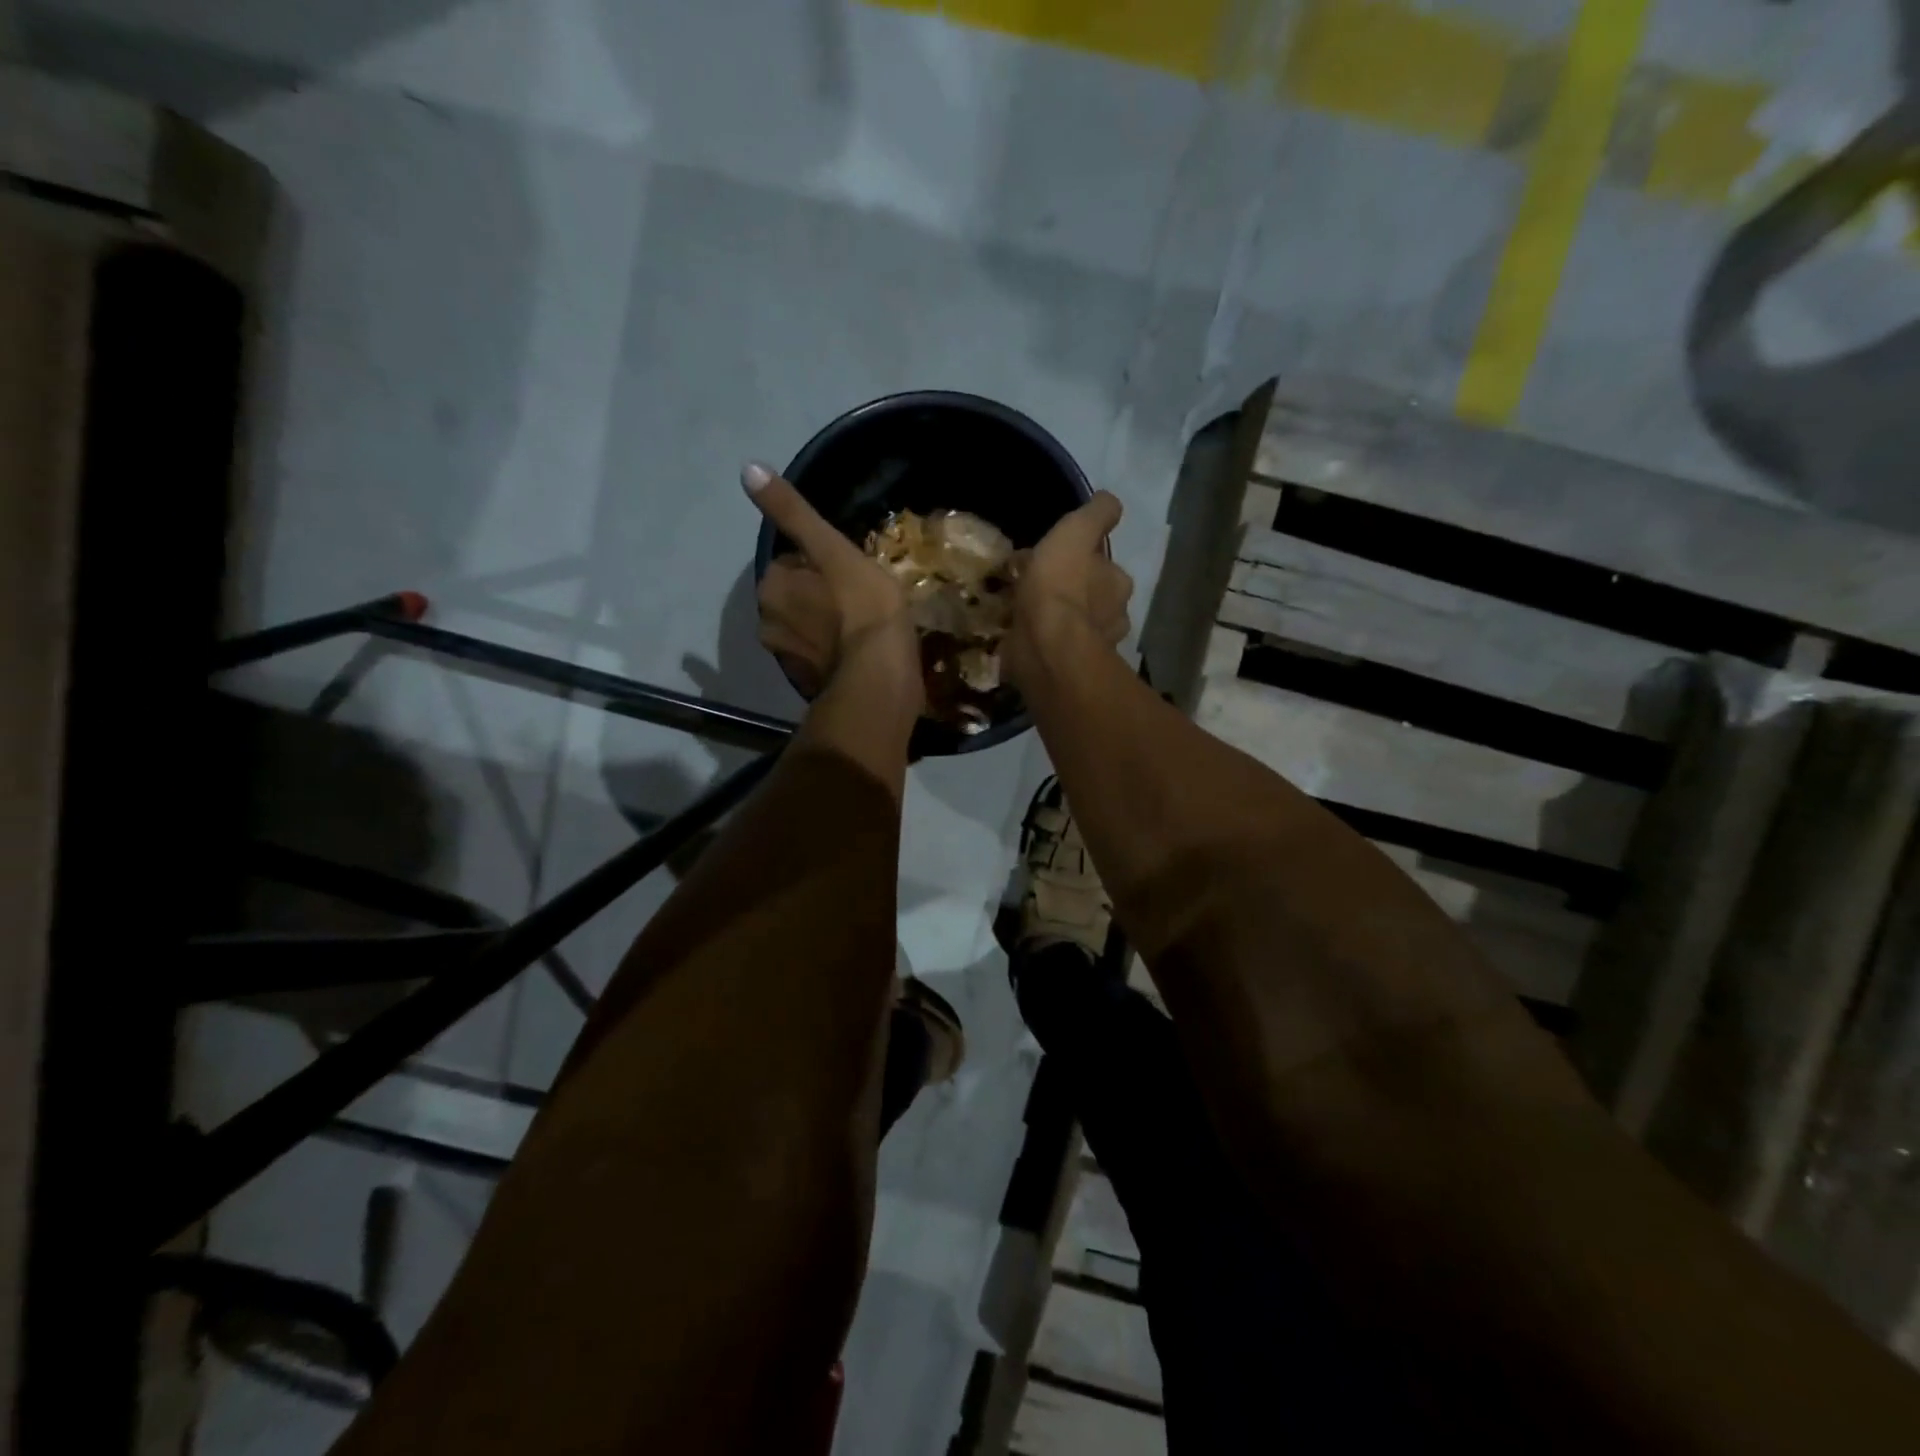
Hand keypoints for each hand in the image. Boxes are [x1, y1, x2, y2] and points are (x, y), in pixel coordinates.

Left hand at [744, 462, 922, 709]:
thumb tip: (747, 468)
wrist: (880, 679)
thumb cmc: (862, 607)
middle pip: (794, 598)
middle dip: (818, 597)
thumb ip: (792, 512)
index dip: (821, 564)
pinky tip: (860, 654)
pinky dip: (834, 655)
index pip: (790, 564)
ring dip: (826, 627)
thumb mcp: (832, 548)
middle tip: (858, 599)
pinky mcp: (810, 685)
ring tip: (861, 627)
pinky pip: (820, 659)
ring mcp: (788, 659)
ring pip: (806, 629)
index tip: (849, 571)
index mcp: (771, 587)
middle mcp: (768, 624)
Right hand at [1003, 491, 1132, 689]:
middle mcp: (1113, 617)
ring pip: (1075, 625)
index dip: (1083, 560)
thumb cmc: (1060, 585)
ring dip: (1058, 619)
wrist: (1045, 647)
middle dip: (1072, 592)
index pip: (1105, 566)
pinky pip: (1055, 649)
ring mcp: (1091, 648)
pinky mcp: (1066, 670)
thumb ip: (1097, 515)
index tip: (1057, 558)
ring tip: (1025, 611)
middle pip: (1093, 598)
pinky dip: (1043, 642)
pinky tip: (1021, 636)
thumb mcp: (1077, 532)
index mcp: (1118, 584)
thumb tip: (1109, 502)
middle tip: (1037, 585)